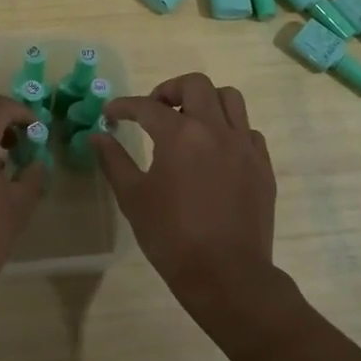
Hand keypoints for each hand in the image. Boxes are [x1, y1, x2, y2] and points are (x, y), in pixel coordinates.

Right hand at [89, 73, 280, 324]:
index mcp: (180, 135)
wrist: (227, 275)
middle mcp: (215, 130)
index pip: (147, 106)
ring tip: (189, 122)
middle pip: (196, 84)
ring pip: (229, 99)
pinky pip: (248, 130)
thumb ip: (114, 161)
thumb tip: (98, 136)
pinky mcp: (262, 165)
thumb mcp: (133, 198)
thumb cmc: (172, 238)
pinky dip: (229, 129)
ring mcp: (244, 145)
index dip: (124, 106)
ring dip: (205, 101)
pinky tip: (215, 151)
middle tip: (155, 110)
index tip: (111, 114)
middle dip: (170, 89)